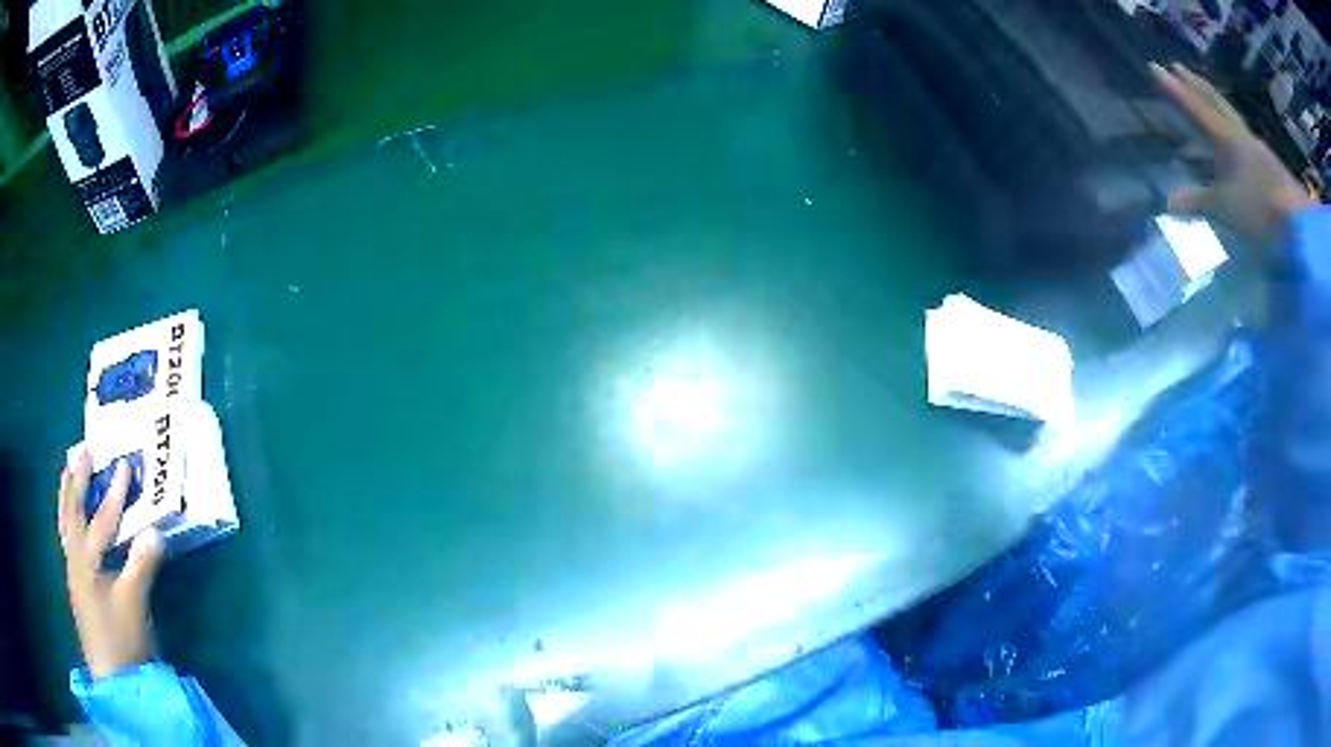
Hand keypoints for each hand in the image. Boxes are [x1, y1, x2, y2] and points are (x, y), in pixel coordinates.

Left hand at [58, 449, 165, 678]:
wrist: (113, 679)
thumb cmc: (122, 641)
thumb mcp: (134, 606)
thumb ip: (141, 566)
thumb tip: (156, 530)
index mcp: (86, 560)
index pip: (101, 519)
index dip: (114, 492)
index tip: (125, 463)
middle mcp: (74, 558)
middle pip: (73, 510)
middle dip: (78, 479)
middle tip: (84, 450)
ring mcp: (73, 571)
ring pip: (65, 522)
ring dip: (67, 494)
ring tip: (69, 470)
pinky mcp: (77, 585)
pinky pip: (67, 538)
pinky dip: (67, 518)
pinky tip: (70, 516)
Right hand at [1151, 62, 1315, 247]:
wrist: (1296, 220)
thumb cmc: (1258, 208)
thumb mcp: (1225, 209)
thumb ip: (1198, 202)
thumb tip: (1169, 202)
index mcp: (1224, 137)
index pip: (1194, 107)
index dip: (1174, 89)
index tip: (1154, 67)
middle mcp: (1238, 132)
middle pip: (1213, 100)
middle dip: (1194, 83)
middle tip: (1179, 67)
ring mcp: (1255, 144)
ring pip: (1230, 112)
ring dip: (1215, 98)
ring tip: (1205, 89)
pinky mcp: (1268, 160)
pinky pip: (1244, 131)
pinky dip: (1233, 121)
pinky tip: (1235, 128)